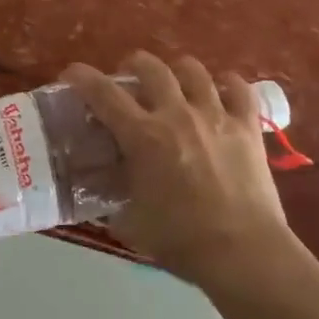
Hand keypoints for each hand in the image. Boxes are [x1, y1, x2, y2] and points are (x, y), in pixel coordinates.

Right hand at [62, 52, 295, 289]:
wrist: (242, 253)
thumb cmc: (181, 241)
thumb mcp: (130, 223)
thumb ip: (112, 201)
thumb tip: (99, 193)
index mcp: (143, 136)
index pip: (103, 94)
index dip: (82, 77)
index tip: (72, 73)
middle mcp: (176, 114)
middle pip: (150, 68)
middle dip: (134, 64)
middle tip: (130, 77)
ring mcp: (215, 116)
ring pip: (193, 70)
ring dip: (178, 70)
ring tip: (175, 81)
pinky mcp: (247, 127)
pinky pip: (239, 89)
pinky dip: (228, 84)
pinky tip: (222, 90)